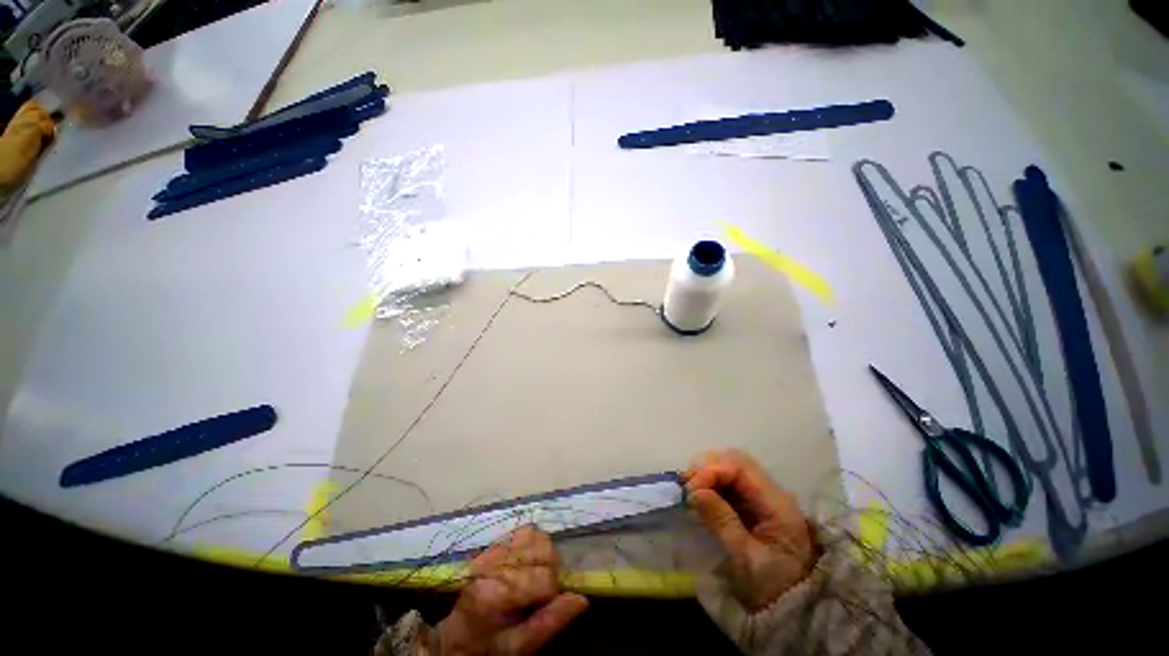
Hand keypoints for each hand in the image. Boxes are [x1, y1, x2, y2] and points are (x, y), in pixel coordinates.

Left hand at [435, 525, 588, 655]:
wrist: (454, 642)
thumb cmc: (488, 649)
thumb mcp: (518, 647)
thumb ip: (549, 622)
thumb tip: (582, 599)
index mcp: (497, 592)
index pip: (545, 576)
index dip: (551, 593)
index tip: (542, 607)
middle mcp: (493, 563)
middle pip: (543, 546)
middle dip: (549, 568)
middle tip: (539, 591)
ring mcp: (491, 551)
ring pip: (535, 534)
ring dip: (541, 554)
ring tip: (532, 577)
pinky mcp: (491, 546)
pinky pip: (522, 532)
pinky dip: (530, 545)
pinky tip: (523, 566)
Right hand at [684, 449, 818, 610]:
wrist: (793, 608)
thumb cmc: (772, 586)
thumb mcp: (746, 558)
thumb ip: (722, 521)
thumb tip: (695, 491)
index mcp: (777, 503)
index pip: (740, 467)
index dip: (711, 471)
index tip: (691, 489)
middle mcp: (770, 491)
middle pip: (735, 460)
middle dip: (707, 468)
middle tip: (688, 487)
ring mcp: (761, 495)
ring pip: (730, 467)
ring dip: (707, 474)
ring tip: (691, 491)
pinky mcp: (752, 503)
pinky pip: (728, 481)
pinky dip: (710, 483)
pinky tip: (699, 496)